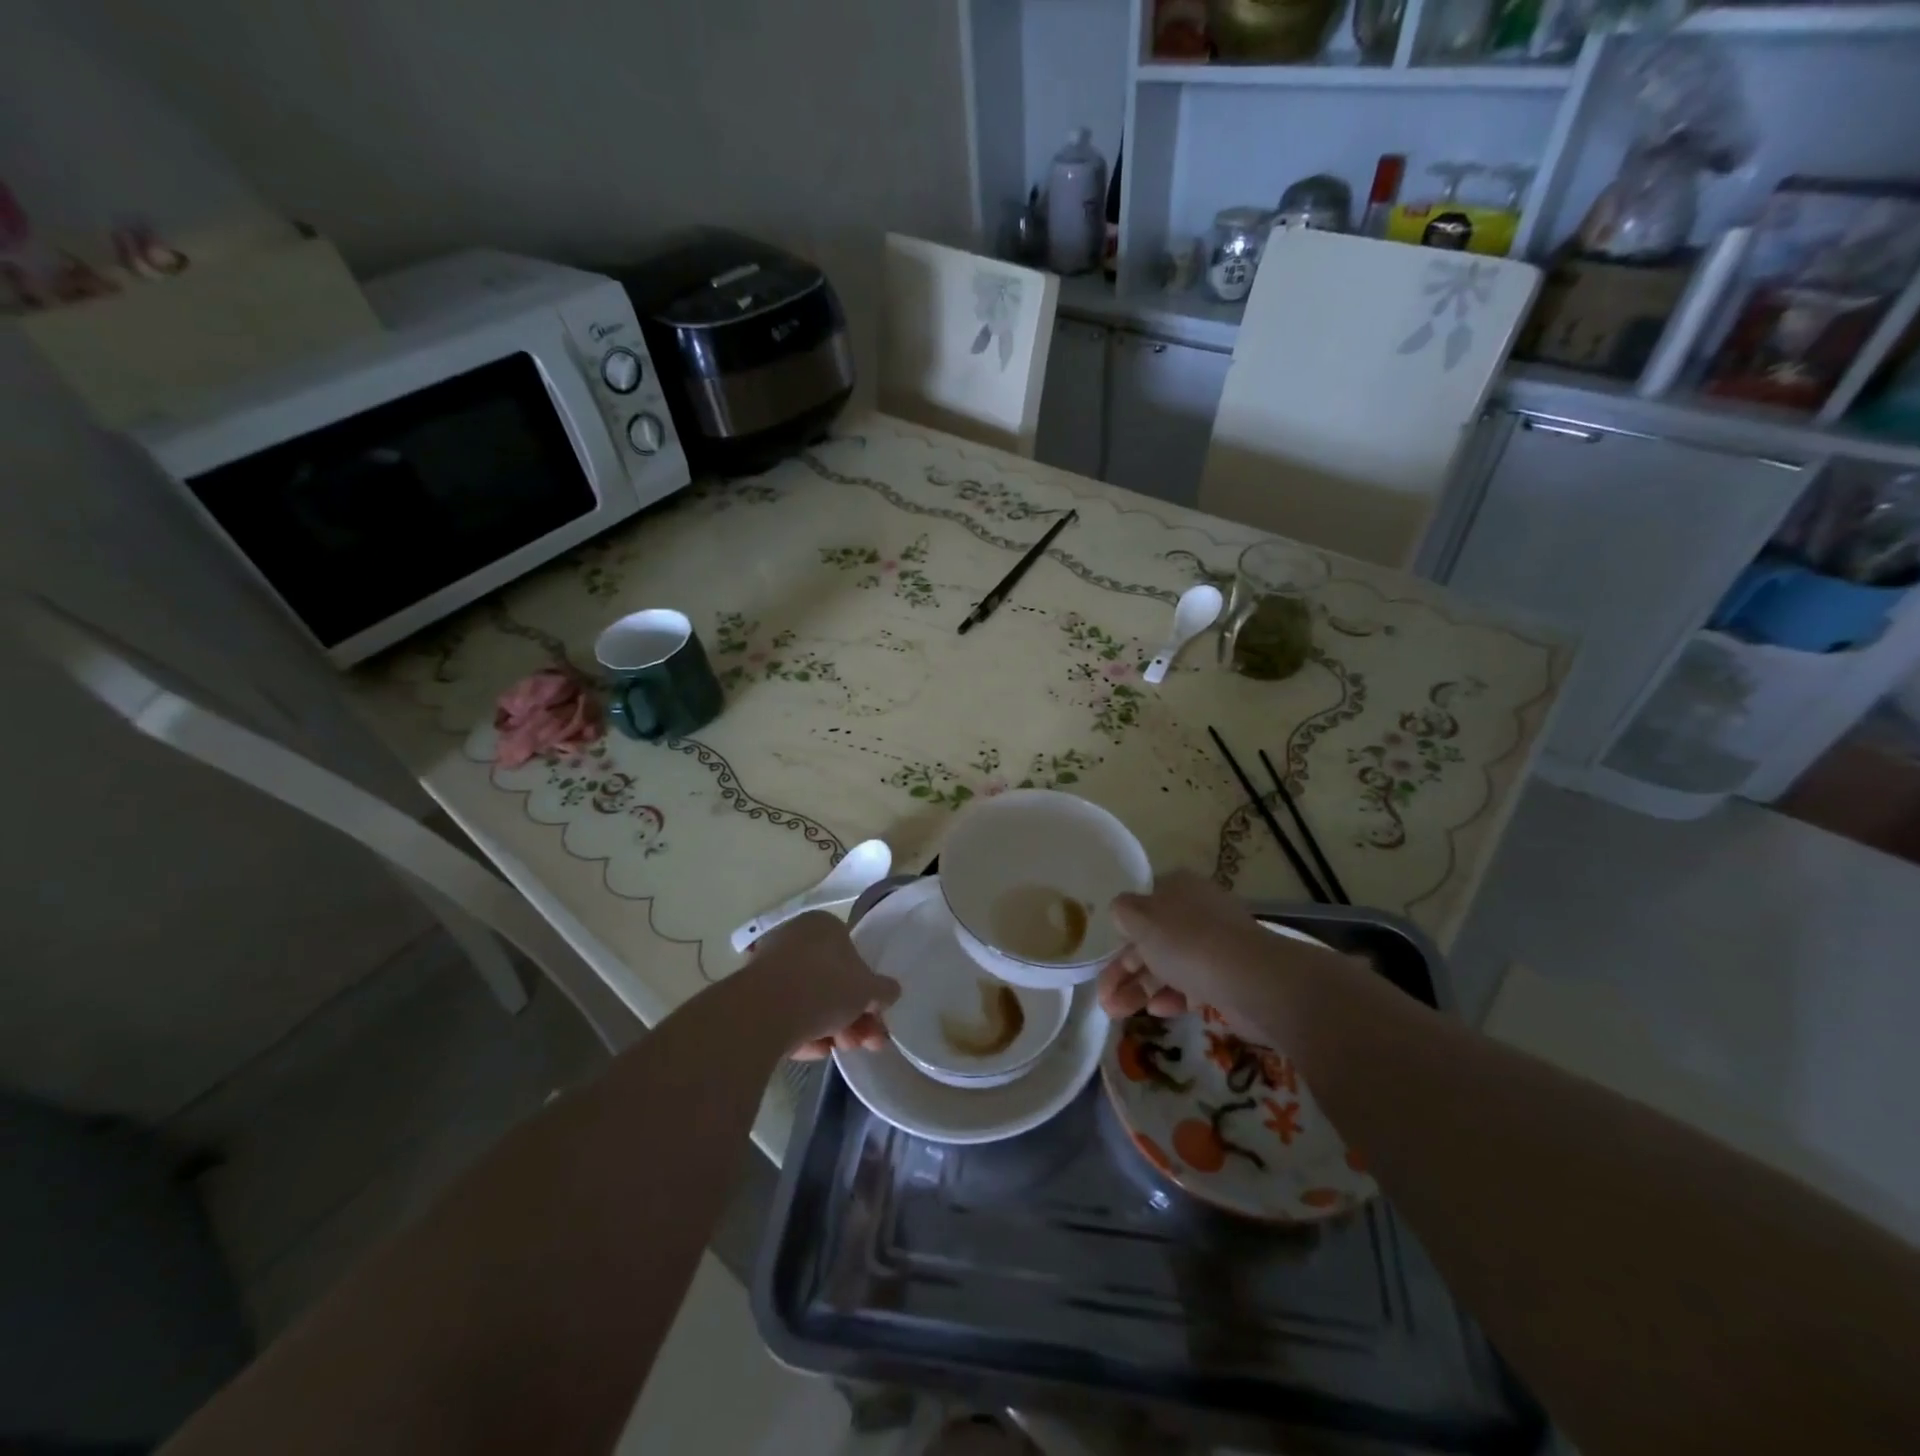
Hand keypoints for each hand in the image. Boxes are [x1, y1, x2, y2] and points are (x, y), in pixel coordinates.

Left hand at [745, 911, 899, 1060]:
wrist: (763, 1011)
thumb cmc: (824, 987)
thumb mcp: (868, 990)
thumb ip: (884, 990)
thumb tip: (890, 992)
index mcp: (823, 925)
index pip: (853, 955)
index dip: (867, 990)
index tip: (875, 1016)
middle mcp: (795, 938)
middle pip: (832, 981)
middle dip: (852, 1016)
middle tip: (865, 1042)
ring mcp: (771, 966)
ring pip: (810, 1000)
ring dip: (832, 1028)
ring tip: (842, 1050)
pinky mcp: (752, 996)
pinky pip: (787, 1014)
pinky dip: (804, 1031)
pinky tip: (815, 1051)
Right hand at [1097, 869, 1296, 1020]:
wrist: (1251, 980)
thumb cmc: (1187, 941)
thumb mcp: (1141, 918)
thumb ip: (1123, 911)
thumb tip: (1121, 912)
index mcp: (1177, 888)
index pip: (1142, 904)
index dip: (1120, 930)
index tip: (1102, 954)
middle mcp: (1196, 912)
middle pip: (1151, 939)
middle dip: (1123, 969)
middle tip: (1103, 998)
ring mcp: (1214, 945)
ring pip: (1167, 965)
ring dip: (1139, 988)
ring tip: (1115, 1013)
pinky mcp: (1226, 976)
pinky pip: (1190, 984)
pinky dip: (1170, 997)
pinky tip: (1155, 1011)